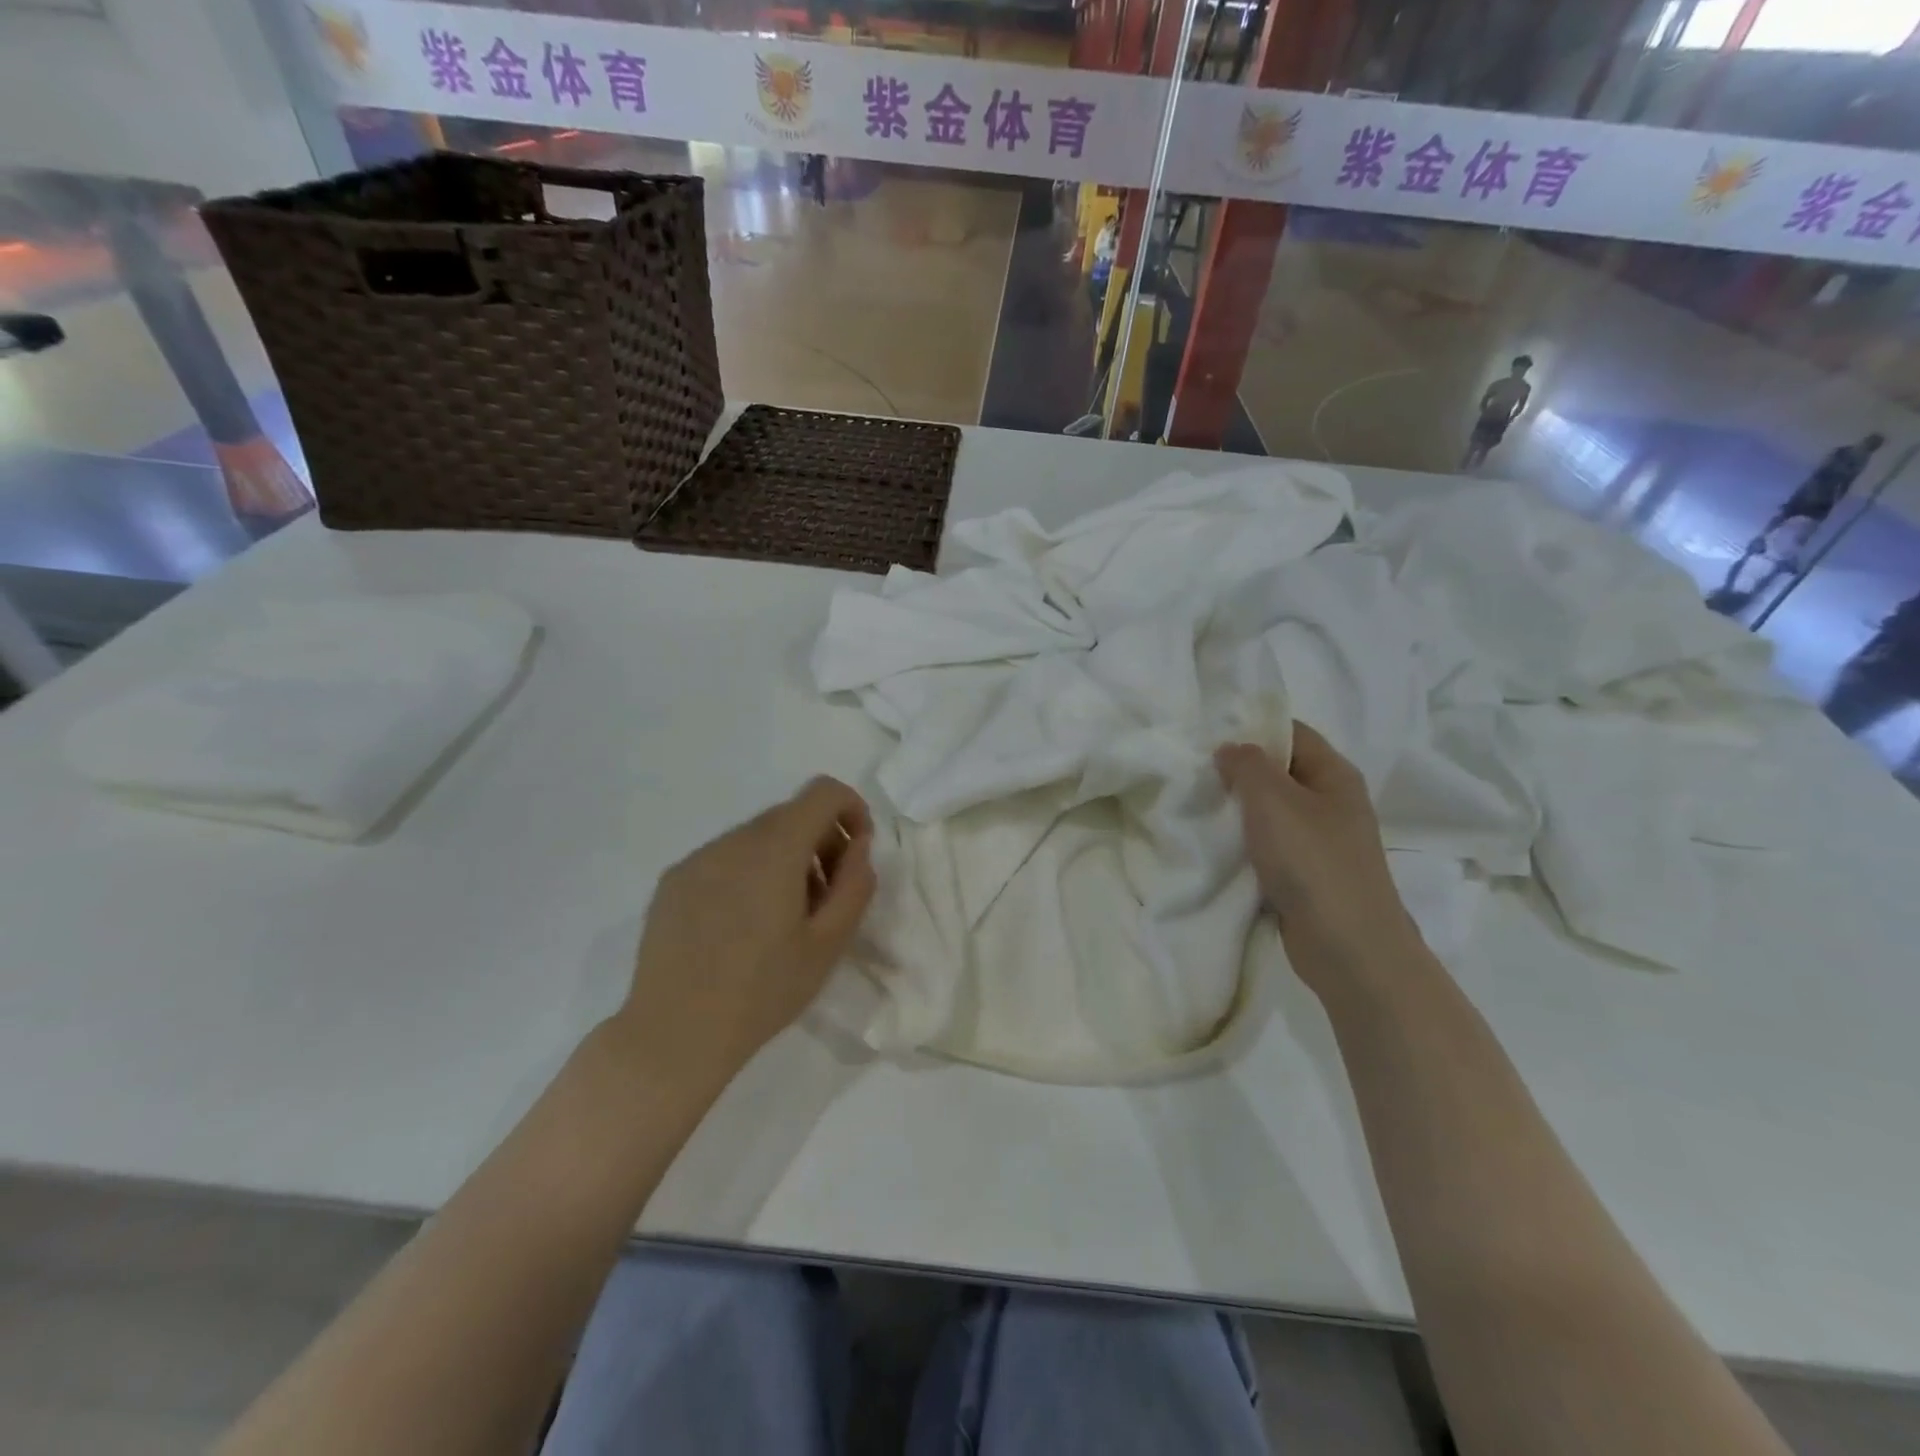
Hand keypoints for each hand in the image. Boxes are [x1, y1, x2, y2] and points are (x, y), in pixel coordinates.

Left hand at [613, 777, 875, 1089]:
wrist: (674, 1035)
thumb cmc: (763, 992)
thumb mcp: (829, 944)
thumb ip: (855, 884)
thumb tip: (857, 846)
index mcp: (775, 849)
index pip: (823, 792)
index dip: (850, 810)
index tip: (855, 853)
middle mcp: (733, 840)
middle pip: (790, 815)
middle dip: (820, 842)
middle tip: (824, 899)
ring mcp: (696, 859)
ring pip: (756, 837)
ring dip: (783, 860)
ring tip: (781, 918)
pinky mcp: (672, 881)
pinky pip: (723, 859)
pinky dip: (747, 874)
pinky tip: (739, 928)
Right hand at [1215, 725, 1421, 997]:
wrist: (1347, 946)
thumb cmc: (1313, 861)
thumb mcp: (1273, 800)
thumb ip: (1247, 764)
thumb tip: (1230, 748)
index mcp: (1334, 774)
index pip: (1291, 732)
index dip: (1252, 727)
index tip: (1207, 735)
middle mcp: (1333, 802)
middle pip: (1280, 771)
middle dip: (1238, 771)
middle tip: (1193, 772)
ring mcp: (1322, 841)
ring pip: (1272, 811)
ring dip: (1238, 810)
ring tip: (1196, 806)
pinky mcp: (1308, 874)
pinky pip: (1271, 846)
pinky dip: (1245, 843)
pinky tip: (1215, 845)